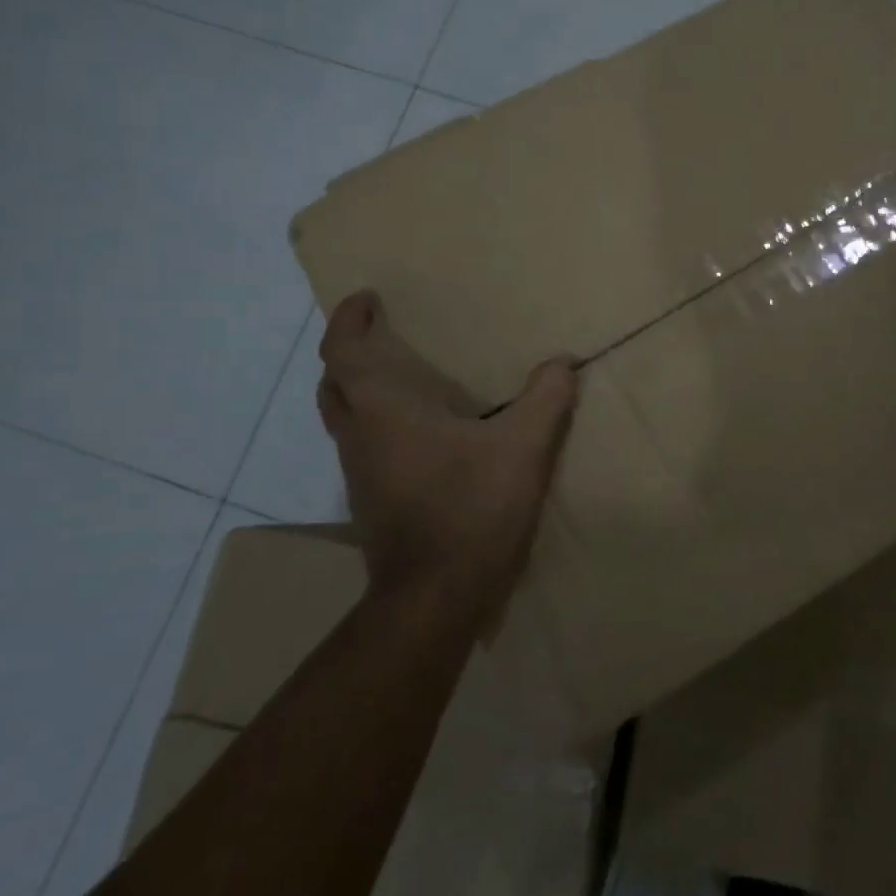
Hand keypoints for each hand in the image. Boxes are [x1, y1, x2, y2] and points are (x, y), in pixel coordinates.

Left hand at [316, 290, 578, 611]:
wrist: (435, 597)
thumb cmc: (471, 511)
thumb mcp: (523, 450)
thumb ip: (546, 400)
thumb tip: (562, 363)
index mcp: (384, 413)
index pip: (342, 353)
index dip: (348, 320)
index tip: (366, 298)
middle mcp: (360, 437)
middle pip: (334, 385)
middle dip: (349, 354)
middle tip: (381, 337)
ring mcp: (360, 474)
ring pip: (345, 419)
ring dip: (361, 392)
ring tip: (402, 380)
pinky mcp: (371, 503)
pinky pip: (364, 447)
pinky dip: (378, 426)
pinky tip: (420, 437)